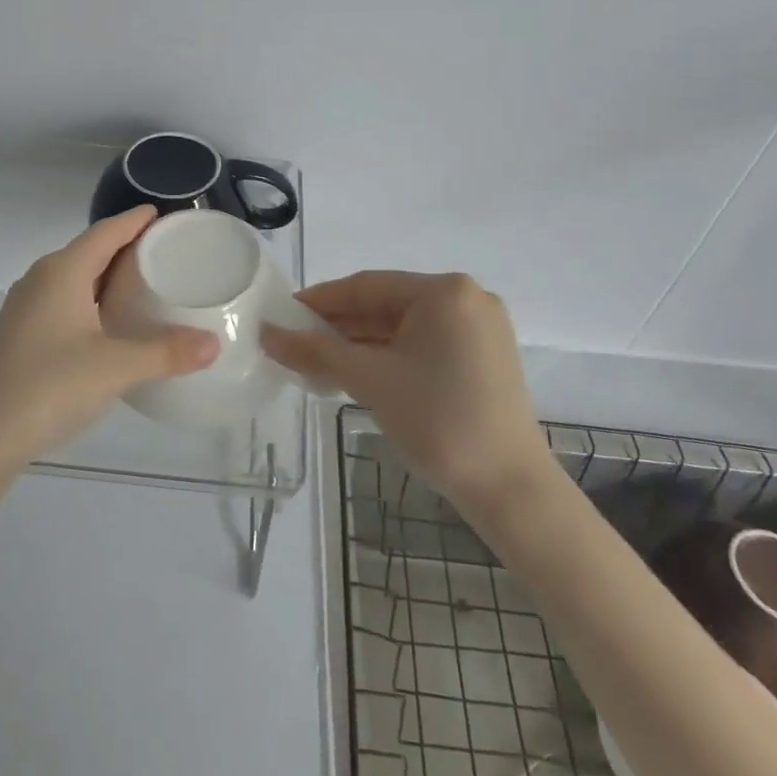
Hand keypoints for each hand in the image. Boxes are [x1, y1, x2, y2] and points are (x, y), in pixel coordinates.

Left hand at [0, 207, 219, 475]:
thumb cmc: (48, 387)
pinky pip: (67, 302)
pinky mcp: (23, 336)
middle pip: (90, 251)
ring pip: (77, 279)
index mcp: (62, 272)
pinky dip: (95, 302)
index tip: (165, 215)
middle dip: (127, 247)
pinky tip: (113, 325)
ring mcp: (27, 309)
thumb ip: (166, 353)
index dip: (135, 220)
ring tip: (148, 285)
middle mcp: (42, 280)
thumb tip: (214, 344)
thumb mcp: (115, 368)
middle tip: (168, 253)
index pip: (105, 232)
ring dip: (110, 277)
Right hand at [263, 271, 551, 508]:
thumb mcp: (369, 380)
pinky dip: (388, 356)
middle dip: (338, 326)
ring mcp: (478, 329)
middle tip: (294, 343)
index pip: (366, 286)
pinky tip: (355, 372)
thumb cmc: (438, 421)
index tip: (281, 315)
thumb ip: (315, 351)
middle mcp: (466, 299)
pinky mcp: (483, 358)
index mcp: (444, 292)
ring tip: (316, 362)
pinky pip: (423, 345)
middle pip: (385, 304)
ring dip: (360, 343)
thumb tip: (267, 334)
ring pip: (403, 327)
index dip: (319, 301)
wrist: (510, 489)